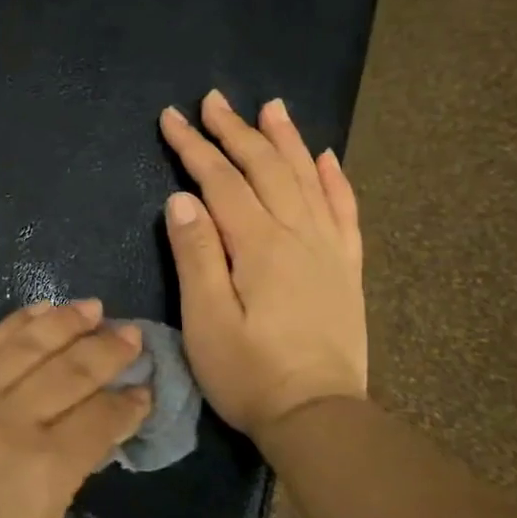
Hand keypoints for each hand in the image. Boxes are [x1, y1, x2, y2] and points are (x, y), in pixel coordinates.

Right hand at [158, 90, 367, 439]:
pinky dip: (334, 180)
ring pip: (306, 179)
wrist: (319, 418)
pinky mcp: (346, 268)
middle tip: (213, 99)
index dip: (194, 147)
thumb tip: (182, 197)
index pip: (220, 181)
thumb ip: (196, 254)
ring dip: (286, 140)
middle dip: (235, 131)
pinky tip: (325, 158)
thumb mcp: (206, 320)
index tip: (171, 117)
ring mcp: (328, 249)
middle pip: (264, 169)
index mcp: (258, 245)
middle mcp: (297, 235)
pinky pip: (344, 211)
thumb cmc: (250, 374)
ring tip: (271, 107)